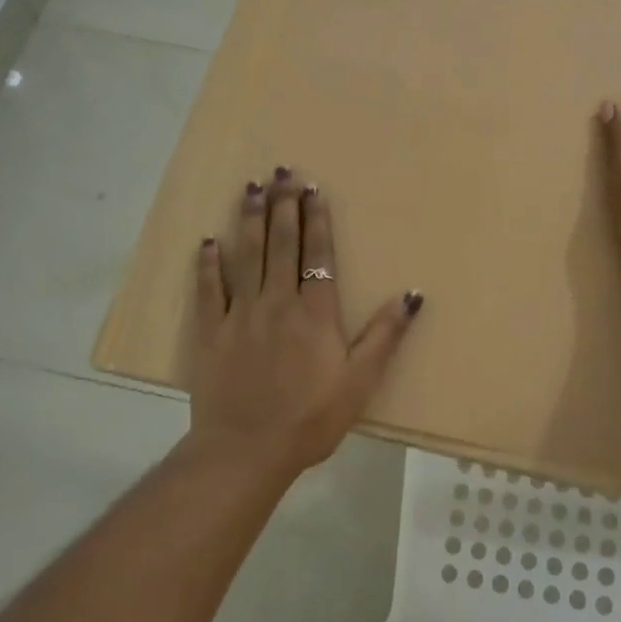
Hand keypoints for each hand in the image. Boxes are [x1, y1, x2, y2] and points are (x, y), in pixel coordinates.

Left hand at [188, 168, 421, 476]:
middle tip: (282, 171)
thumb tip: (413, 294)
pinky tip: (208, 240)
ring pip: (246, 255)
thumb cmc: (311, 418)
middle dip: (283, 205)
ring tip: (251, 187)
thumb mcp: (360, 381)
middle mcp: (277, 302)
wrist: (247, 450)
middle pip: (281, 243)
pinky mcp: (211, 332)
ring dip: (249, 219)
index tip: (312, 189)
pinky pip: (208, 289)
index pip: (317, 253)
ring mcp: (240, 314)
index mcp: (315, 312)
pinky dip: (207, 263)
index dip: (316, 219)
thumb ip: (385, 335)